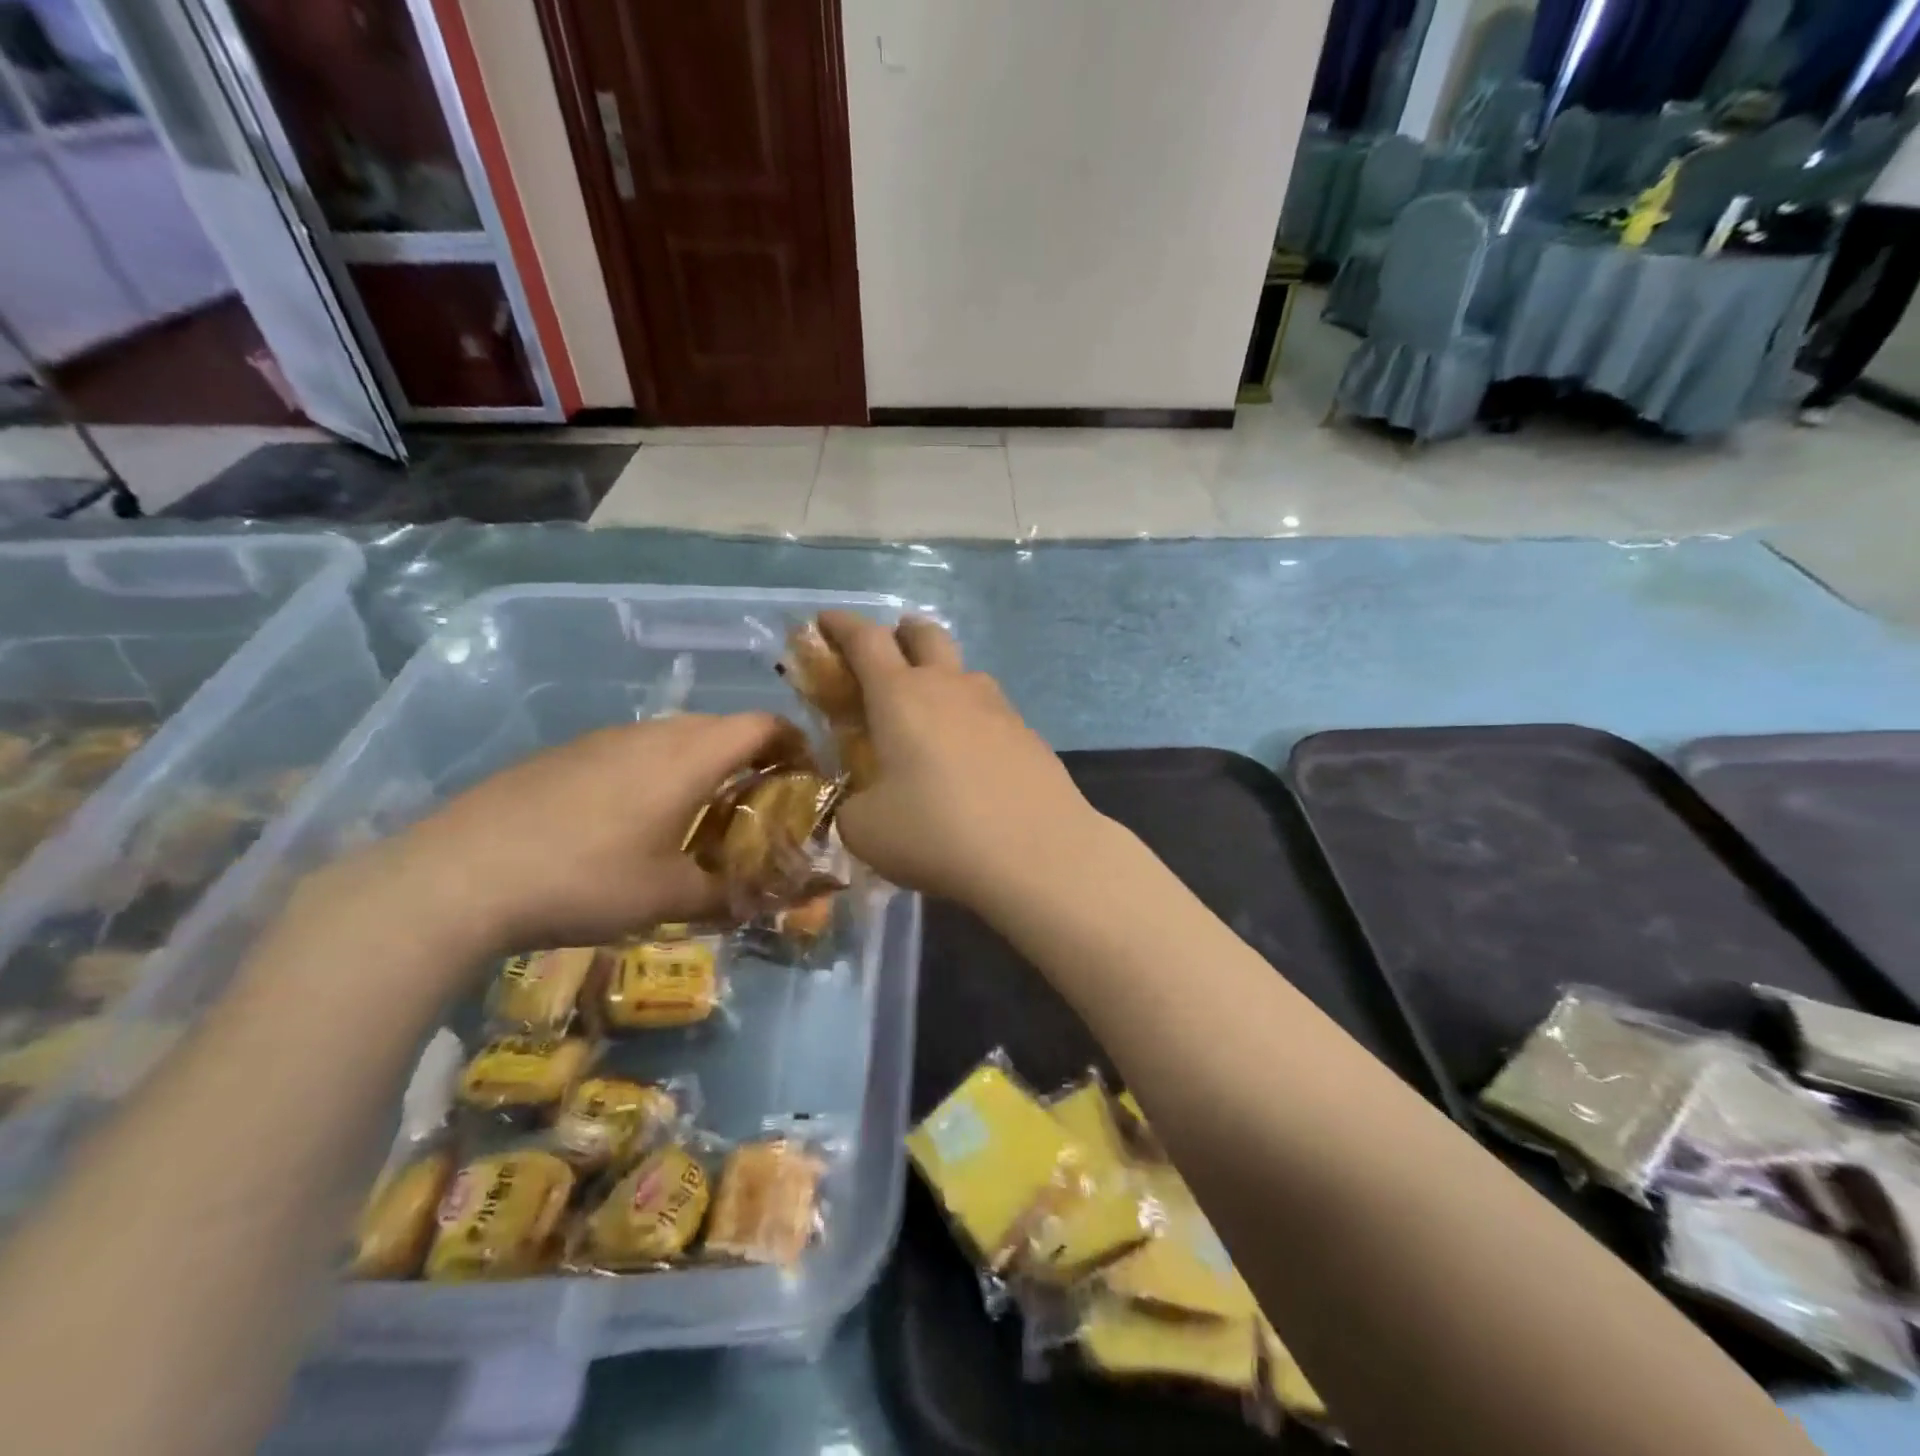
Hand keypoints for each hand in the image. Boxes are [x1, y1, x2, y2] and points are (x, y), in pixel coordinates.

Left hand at [309, 713, 787, 961]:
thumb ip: (725, 894)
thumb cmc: (584, 880)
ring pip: (673, 737)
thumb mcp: (666, 898)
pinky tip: (631, 819)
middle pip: (720, 727)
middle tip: (757, 804)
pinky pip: (632, 749)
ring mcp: (602, 739)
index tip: (806, 774)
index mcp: (689, 756)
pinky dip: (655, 771)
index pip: (762, 725)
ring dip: (700, 764)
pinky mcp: (564, 754)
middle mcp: (651, 733)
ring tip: (697, 814)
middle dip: (750, 758)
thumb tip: (761, 901)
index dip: (794, 743)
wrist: (457, 876)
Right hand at [818, 612, 1099, 906]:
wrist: (1038, 853)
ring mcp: (997, 707)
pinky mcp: (1028, 735)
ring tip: (931, 715)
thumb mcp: (865, 829)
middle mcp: (950, 687)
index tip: (825, 620)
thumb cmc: (937, 833)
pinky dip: (970, 718)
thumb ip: (853, 804)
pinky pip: (991, 710)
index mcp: (901, 696)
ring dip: (941, 676)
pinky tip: (971, 757)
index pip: (865, 640)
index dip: (841, 625)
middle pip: (925, 634)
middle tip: (888, 651)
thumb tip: (864, 800)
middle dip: (901, 633)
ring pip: (964, 671)